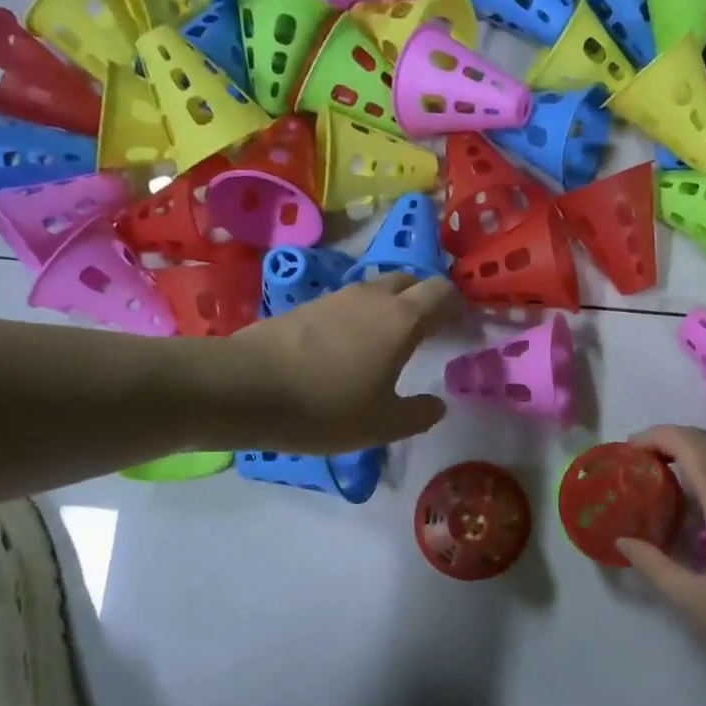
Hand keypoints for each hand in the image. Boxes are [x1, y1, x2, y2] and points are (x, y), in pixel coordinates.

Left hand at [214, 274, 460, 452]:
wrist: (244, 388)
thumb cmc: (326, 407)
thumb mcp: (383, 425)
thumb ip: (419, 414)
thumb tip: (438, 404)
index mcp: (401, 319)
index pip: (442, 292)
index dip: (457, 307)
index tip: (461, 330)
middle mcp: (372, 297)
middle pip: (410, 281)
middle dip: (425, 301)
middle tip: (429, 332)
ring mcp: (335, 297)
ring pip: (376, 290)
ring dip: (390, 307)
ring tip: (388, 342)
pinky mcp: (305, 306)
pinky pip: (346, 304)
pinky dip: (359, 318)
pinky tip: (348, 349)